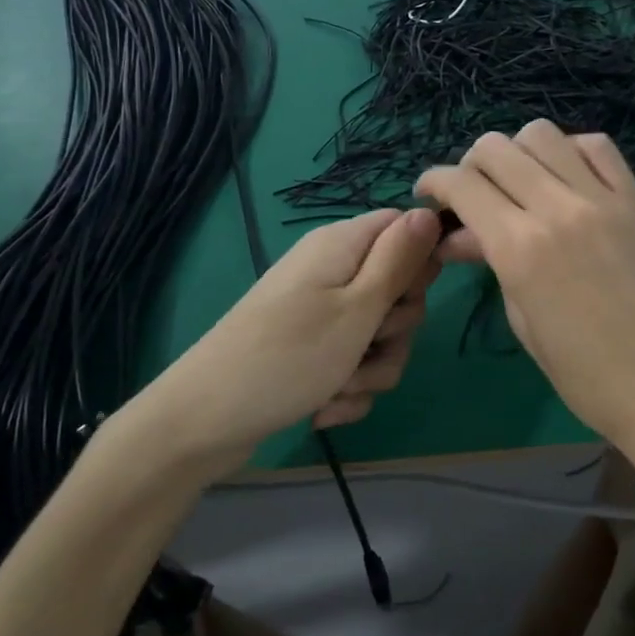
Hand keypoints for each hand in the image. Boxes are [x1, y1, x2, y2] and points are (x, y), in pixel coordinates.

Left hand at [117, 209, 442, 480]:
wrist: (205, 423)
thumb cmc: (288, 357)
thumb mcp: (357, 308)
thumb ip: (398, 261)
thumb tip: (429, 212)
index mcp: (341, 246)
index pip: (403, 228)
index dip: (419, 261)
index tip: (410, 296)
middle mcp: (331, 272)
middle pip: (397, 288)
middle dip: (395, 329)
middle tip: (368, 344)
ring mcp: (319, 314)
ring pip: (379, 335)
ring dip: (371, 369)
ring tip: (339, 387)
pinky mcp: (311, 351)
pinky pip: (354, 365)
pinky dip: (347, 389)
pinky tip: (323, 407)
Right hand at [415, 121, 634, 484]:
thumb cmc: (587, 375)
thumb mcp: (524, 322)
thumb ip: (492, 264)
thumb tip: (459, 236)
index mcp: (519, 247)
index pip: (462, 184)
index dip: (435, 181)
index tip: (429, 194)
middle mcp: (556, 207)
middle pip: (496, 148)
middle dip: (470, 165)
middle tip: (472, 194)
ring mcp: (601, 197)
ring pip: (542, 134)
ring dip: (518, 152)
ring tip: (519, 182)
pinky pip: (596, 146)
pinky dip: (569, 151)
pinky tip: (566, 177)